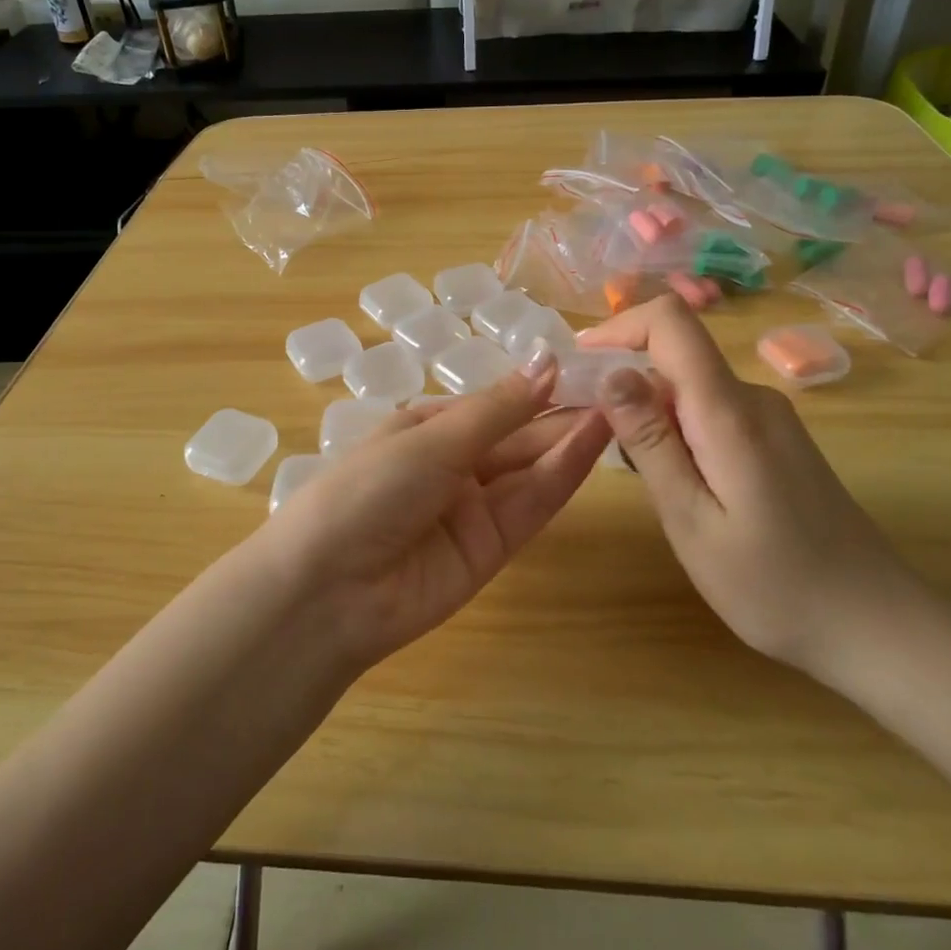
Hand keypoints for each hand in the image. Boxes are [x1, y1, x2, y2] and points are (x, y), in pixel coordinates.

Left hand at [253, 354, 611, 669]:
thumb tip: (547, 358)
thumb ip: (498, 408)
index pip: (494, 403)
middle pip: (518, 435)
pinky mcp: (493, 548)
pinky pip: (531, 505)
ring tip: (620, 406)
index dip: (538, 386)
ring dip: (572, 439)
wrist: (329, 590)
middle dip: (563, 411)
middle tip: (621, 385)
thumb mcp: (431, 439)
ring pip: (532, 468)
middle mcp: (454, 465)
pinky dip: (563, 475)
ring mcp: (475, 508)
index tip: (588, 365)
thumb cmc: (369, 489)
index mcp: (427, 428)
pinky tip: (595, 442)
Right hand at [578, 295, 911, 674]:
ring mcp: (771, 419)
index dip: (619, 326)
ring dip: (650, 416)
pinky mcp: (777, 441)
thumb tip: (611, 371)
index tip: (578, 361)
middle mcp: (753, 398)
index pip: (671, 322)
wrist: (877, 627)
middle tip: (599, 446)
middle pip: (675, 357)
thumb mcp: (691, 519)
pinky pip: (712, 413)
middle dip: (625, 385)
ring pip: (689, 390)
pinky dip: (678, 434)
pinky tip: (682, 490)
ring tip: (642, 480)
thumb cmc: (774, 586)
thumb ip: (650, 442)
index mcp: (729, 411)